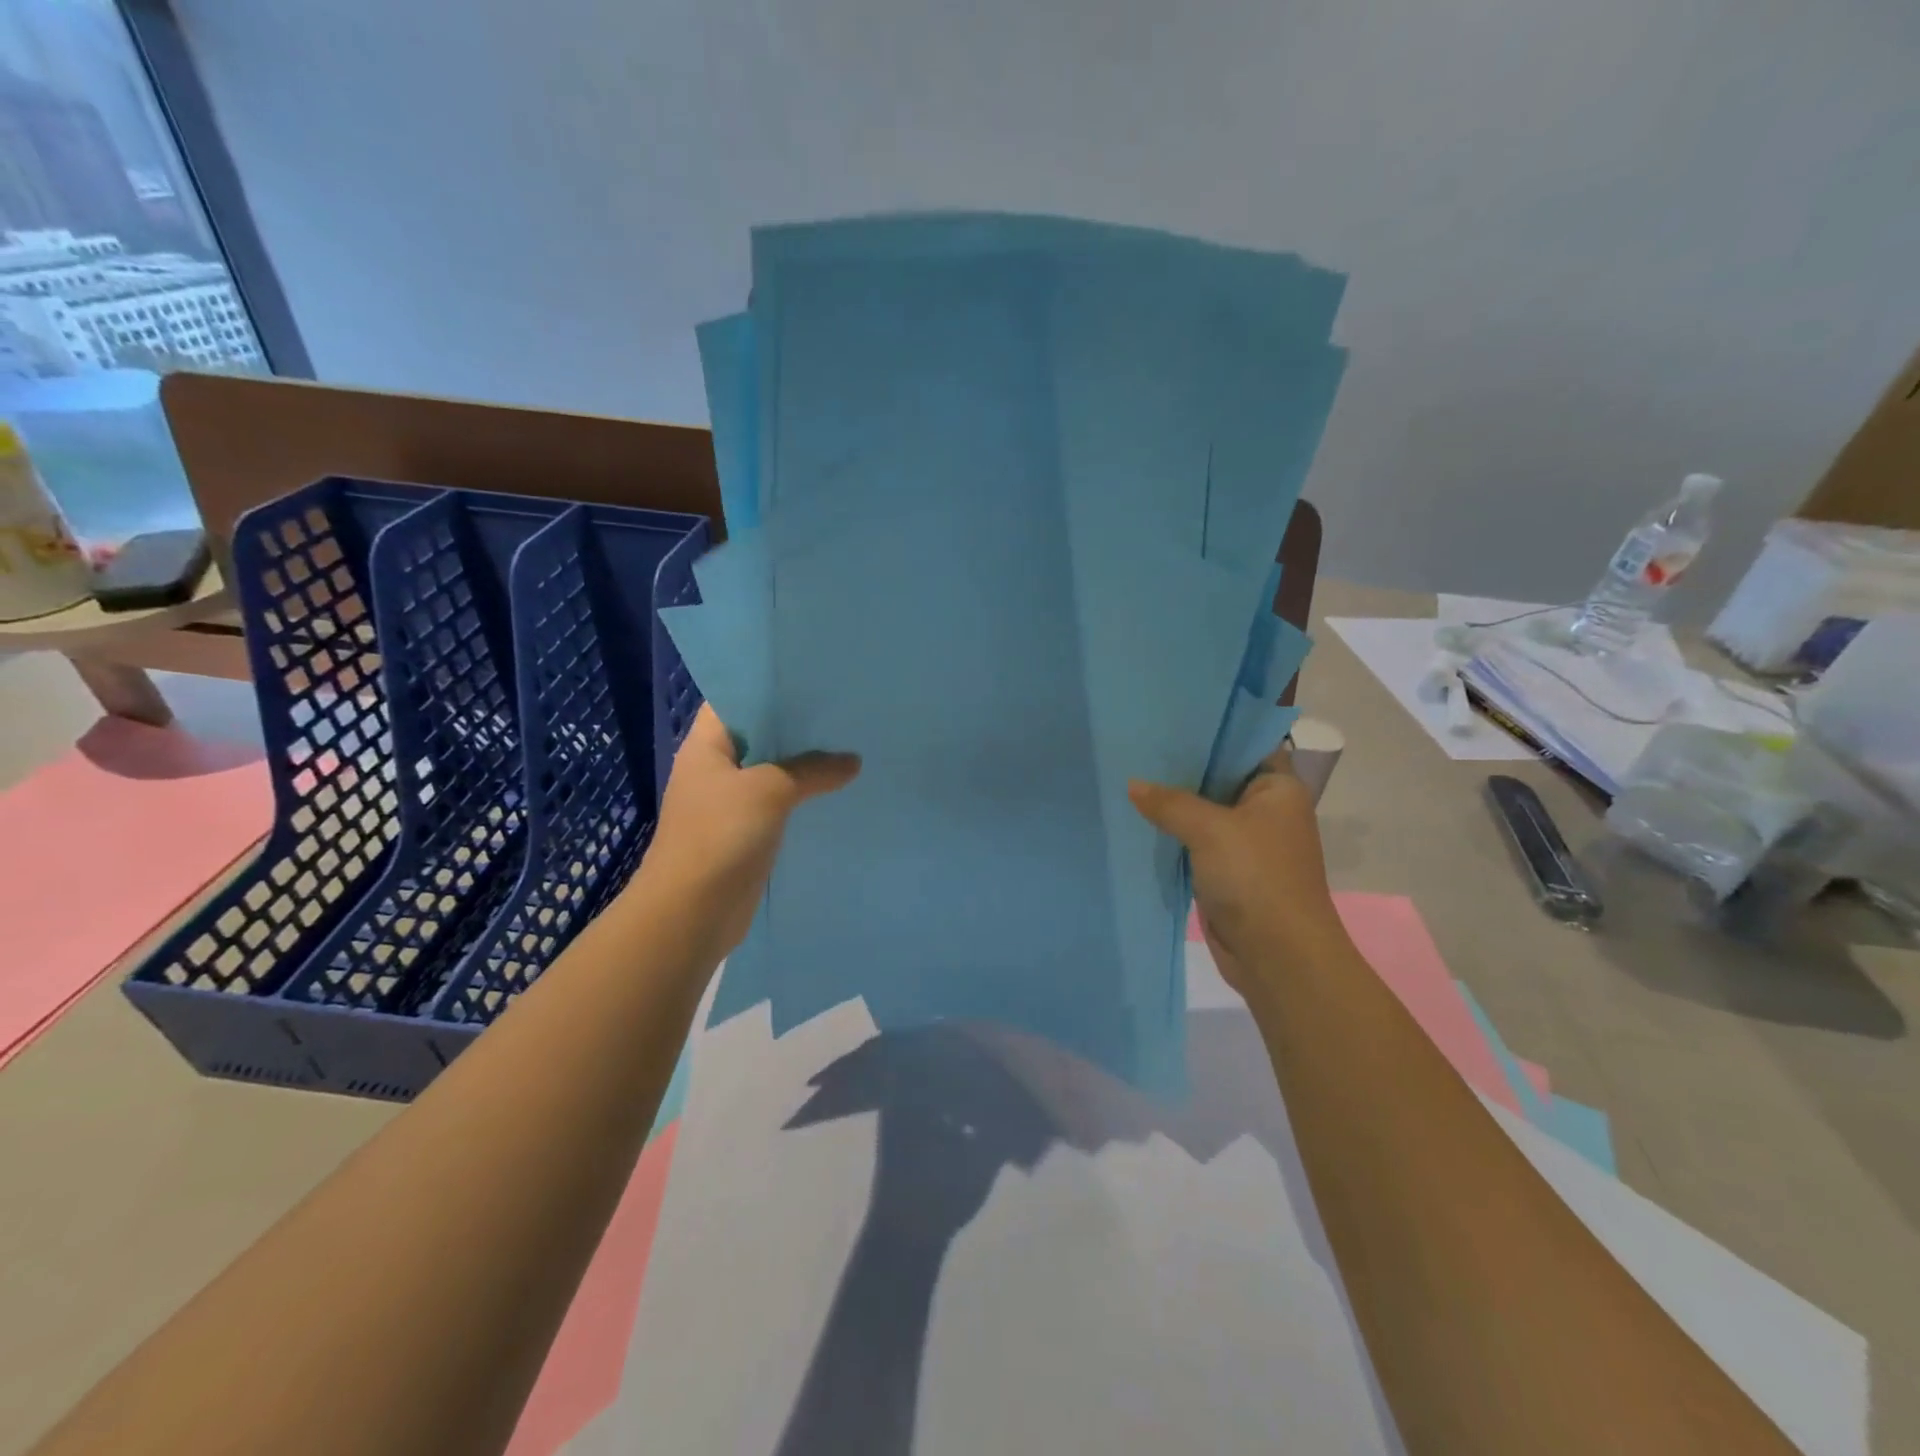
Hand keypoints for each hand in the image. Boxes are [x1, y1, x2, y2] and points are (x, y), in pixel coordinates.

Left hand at [639, 705, 860, 953]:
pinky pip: (778, 805)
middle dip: (797, 726)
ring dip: (804, 765)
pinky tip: (836, 792)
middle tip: (843, 711)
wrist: (691, 914)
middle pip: (759, 735)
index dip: (770, 685)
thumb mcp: (770, 790)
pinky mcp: (744, 834)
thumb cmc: (720, 836)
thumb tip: (852, 761)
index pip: (736, 698)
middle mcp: (715, 768)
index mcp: (707, 745)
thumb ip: (812, 769)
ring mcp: (728, 803)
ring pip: (772, 772)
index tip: (813, 678)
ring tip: (849, 746)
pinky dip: (802, 798)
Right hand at [1127, 748, 1346, 994]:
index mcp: (1278, 789)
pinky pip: (1195, 843)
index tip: (1168, 719)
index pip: (1244, 746)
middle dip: (1181, 770)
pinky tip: (1138, 820)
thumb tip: (1132, 784)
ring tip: (1127, 776)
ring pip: (1203, 813)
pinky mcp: (1227, 872)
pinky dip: (1172, 835)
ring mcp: (1245, 843)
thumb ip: (1170, 803)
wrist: (1278, 956)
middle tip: (1136, 746)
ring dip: (1173, 805)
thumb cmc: (1256, 877)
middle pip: (1218, 780)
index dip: (1210, 733)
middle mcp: (1265, 811)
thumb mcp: (1209, 829)